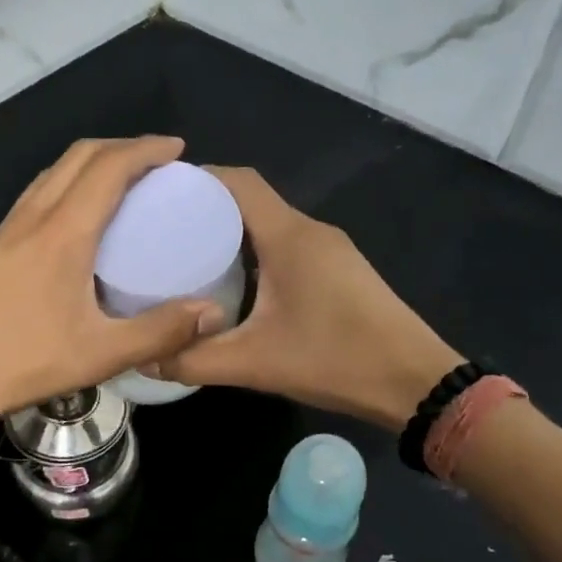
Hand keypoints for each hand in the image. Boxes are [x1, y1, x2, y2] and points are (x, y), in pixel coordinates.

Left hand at [0, 137, 227, 427]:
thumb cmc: (25, 361)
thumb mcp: (101, 354)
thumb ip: (160, 331)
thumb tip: (213, 311)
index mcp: (63, 232)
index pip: (109, 167)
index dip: (146, 149)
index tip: (178, 151)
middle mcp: (34, 216)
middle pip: (80, 155)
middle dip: (123, 147)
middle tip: (159, 162)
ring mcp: (10, 226)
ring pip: (55, 170)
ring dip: (94, 161)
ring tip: (127, 180)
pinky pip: (40, 190)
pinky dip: (70, 181)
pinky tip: (83, 213)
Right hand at [155, 168, 463, 430]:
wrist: (416, 383)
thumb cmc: (336, 361)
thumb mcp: (255, 364)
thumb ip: (194, 360)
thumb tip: (145, 358)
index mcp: (289, 236)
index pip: (237, 182)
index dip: (196, 178)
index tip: (155, 195)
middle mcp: (309, 231)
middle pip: (249, 198)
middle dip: (204, 206)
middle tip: (160, 229)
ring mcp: (328, 249)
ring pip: (268, 222)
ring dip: (229, 230)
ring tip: (185, 253)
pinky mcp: (338, 269)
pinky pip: (285, 243)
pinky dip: (253, 249)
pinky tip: (232, 280)